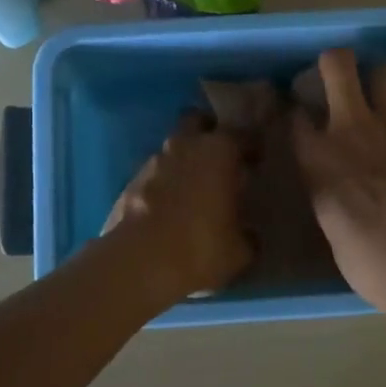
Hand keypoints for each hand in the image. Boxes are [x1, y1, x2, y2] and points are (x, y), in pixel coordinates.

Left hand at [104, 112, 253, 298]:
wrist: (138, 264)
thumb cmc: (201, 247)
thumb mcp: (240, 249)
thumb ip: (246, 232)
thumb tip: (247, 233)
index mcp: (218, 151)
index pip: (242, 135)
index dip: (251, 147)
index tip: (257, 161)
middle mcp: (184, 146)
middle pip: (196, 122)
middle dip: (207, 133)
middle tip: (220, 160)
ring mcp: (151, 162)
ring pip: (172, 150)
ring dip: (183, 162)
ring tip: (193, 190)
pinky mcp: (128, 183)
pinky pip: (153, 175)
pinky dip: (162, 185)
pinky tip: (167, 210)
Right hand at [292, 49, 385, 346]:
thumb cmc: (377, 266)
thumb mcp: (332, 230)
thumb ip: (326, 191)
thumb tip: (330, 180)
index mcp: (319, 159)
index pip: (296, 115)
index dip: (298, 114)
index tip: (304, 122)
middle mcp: (353, 128)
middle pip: (338, 64)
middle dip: (334, 64)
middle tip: (339, 81)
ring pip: (383, 71)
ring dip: (377, 83)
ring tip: (381, 104)